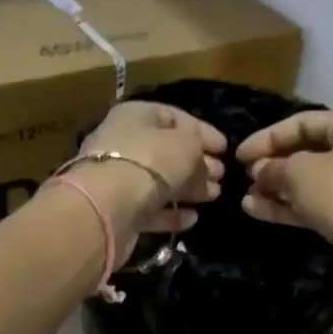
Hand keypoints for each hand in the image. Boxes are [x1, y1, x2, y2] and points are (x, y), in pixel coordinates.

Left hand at [76, 101, 226, 246]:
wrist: (107, 206)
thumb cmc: (150, 161)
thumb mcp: (186, 144)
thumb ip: (199, 147)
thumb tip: (204, 162)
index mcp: (135, 115)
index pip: (174, 117)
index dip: (202, 131)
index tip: (226, 149)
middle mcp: (123, 143)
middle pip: (166, 151)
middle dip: (197, 163)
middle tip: (222, 176)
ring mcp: (117, 178)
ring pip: (159, 181)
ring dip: (189, 188)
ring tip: (215, 196)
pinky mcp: (118, 211)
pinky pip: (150, 208)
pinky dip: (171, 212)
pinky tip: (192, 218)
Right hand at [238, 110, 332, 316]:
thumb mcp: (299, 172)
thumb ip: (274, 166)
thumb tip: (261, 170)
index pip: (303, 122)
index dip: (268, 136)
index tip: (239, 155)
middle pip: (308, 151)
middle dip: (273, 164)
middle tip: (244, 176)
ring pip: (311, 182)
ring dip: (276, 188)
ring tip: (246, 198)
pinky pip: (317, 205)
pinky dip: (289, 207)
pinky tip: (256, 211)